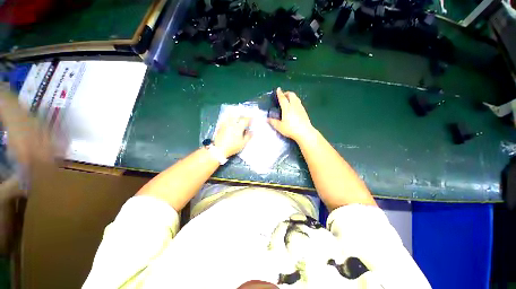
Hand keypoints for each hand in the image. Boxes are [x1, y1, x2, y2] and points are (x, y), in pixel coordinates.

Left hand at [213, 116, 251, 157]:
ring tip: (237, 116)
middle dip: (242, 115)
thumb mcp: (243, 143)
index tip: (252, 118)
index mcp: (239, 127)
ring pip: (230, 115)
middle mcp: (232, 123)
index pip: (245, 120)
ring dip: (235, 115)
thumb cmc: (232, 147)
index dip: (250, 118)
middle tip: (245, 117)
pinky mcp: (220, 126)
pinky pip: (225, 119)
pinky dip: (228, 118)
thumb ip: (248, 136)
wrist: (219, 149)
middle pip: (238, 115)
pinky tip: (229, 121)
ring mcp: (225, 124)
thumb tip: (252, 132)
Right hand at [268, 87, 314, 142]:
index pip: (283, 98)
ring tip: (288, 100)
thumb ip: (273, 122)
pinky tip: (294, 107)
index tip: (278, 89)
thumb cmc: (291, 129)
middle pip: (291, 95)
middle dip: (287, 93)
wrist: (304, 132)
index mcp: (287, 108)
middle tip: (283, 96)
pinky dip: (295, 101)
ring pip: (296, 98)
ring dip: (292, 96)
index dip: (280, 93)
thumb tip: (267, 119)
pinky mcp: (304, 111)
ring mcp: (300, 108)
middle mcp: (294, 105)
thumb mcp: (280, 127)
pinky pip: (299, 102)